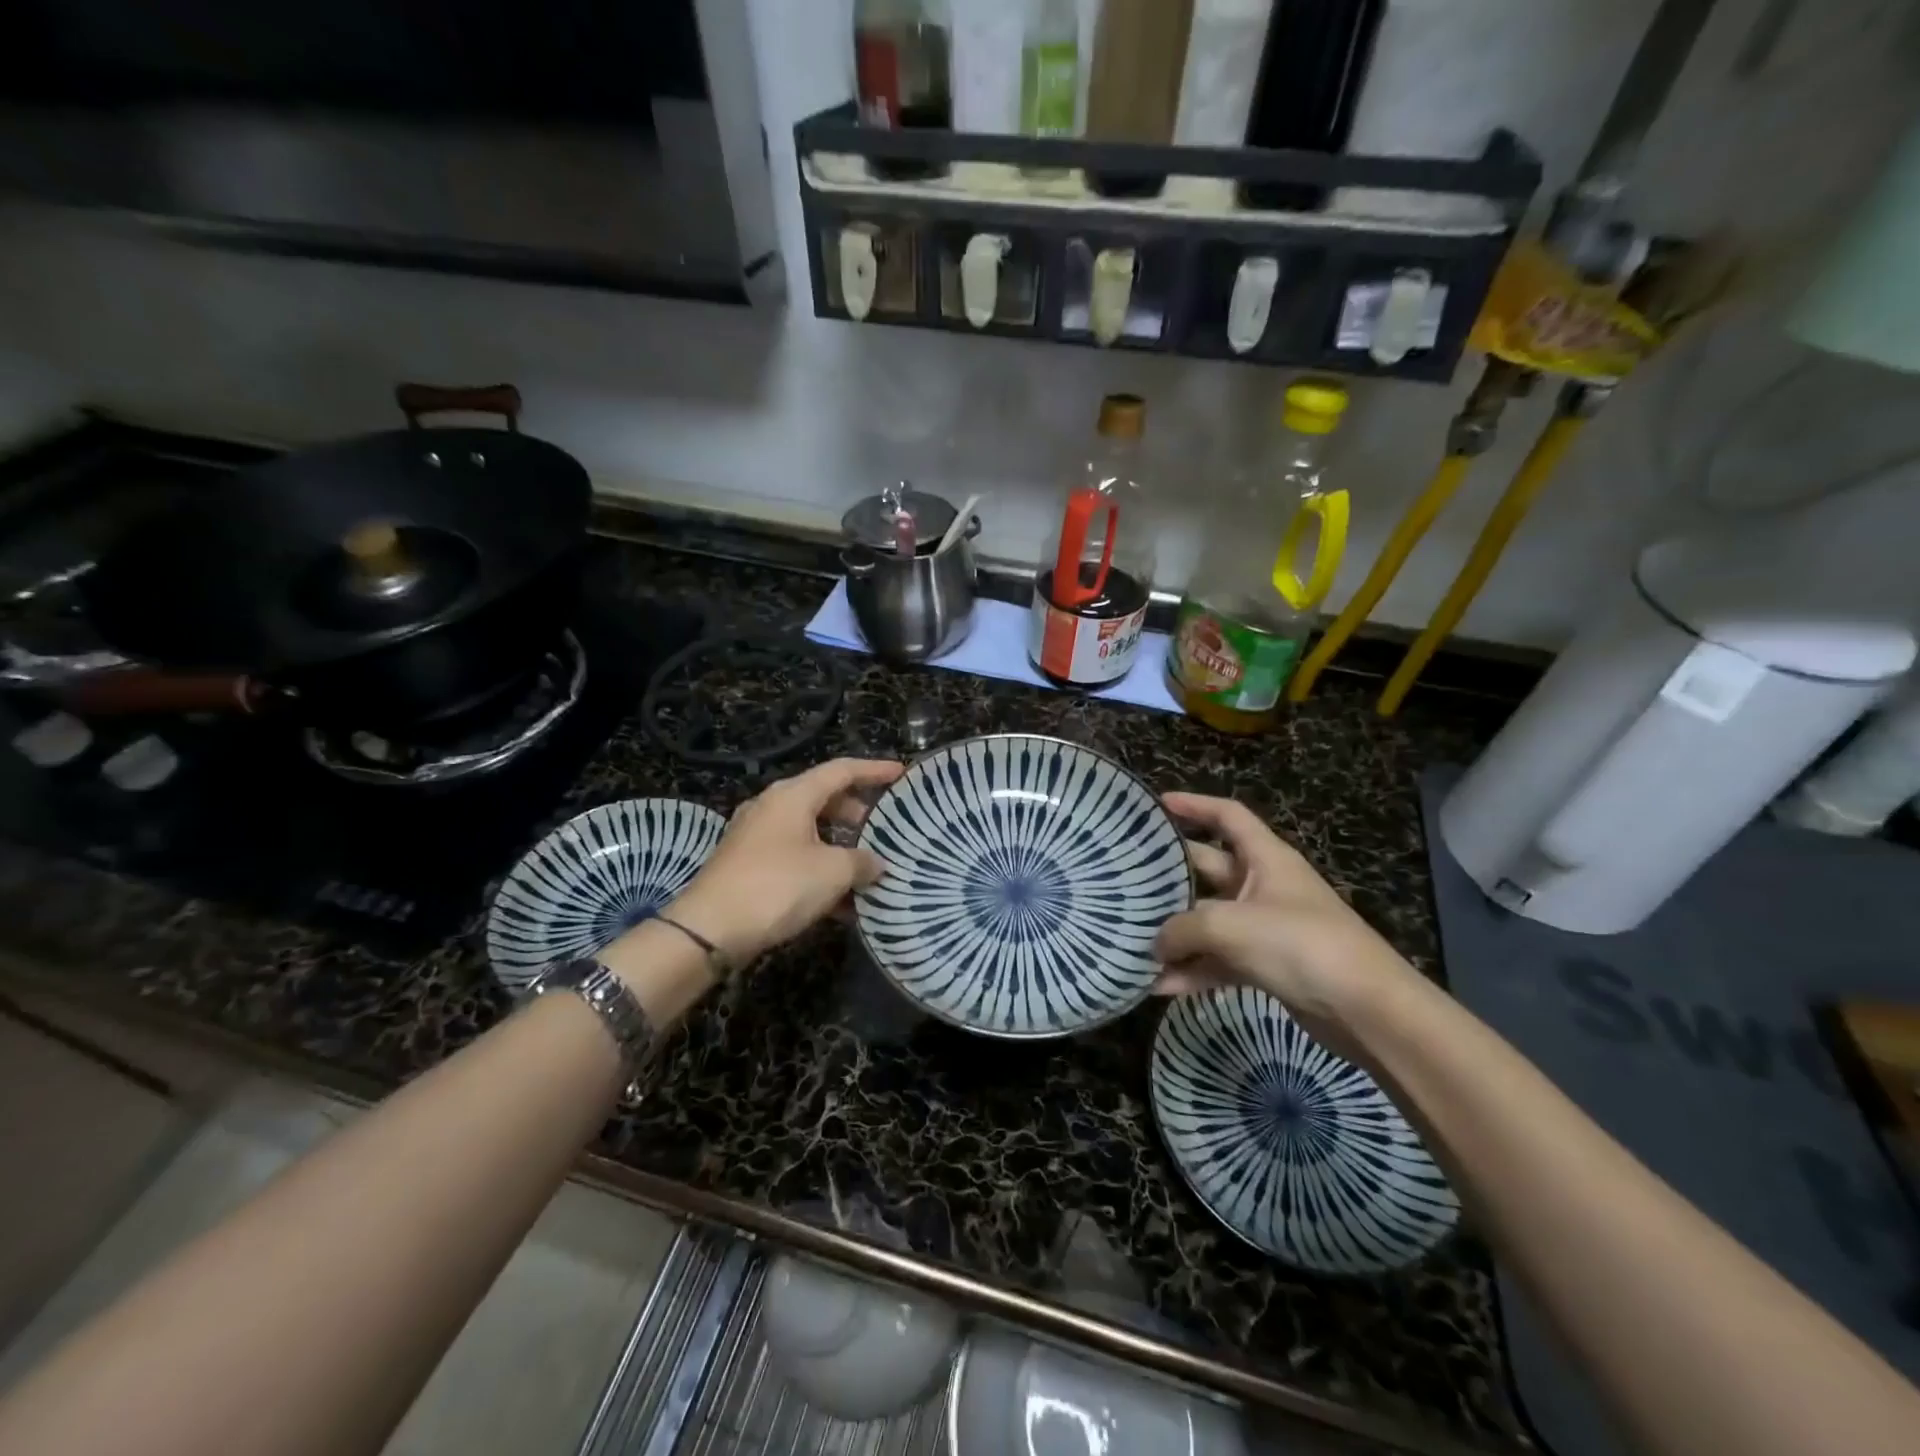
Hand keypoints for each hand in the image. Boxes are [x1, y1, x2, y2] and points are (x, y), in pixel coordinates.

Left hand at [668, 758, 903, 965]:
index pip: (841, 770)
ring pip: (809, 830)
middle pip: (823, 798)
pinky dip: (819, 868)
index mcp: (793, 795)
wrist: (707, 930)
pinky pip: (794, 856)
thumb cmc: (776, 887)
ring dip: (839, 846)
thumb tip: (877, 863)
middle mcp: (772, 806)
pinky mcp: (747, 864)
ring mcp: (756, 835)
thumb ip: (861, 862)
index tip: (901, 773)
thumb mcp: (832, 873)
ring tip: (866, 867)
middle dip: (856, 813)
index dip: (874, 770)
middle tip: (884, 827)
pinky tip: (840, 901)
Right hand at [1153, 792, 1417, 1055]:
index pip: (1228, 816)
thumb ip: (1184, 929)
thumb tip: (1156, 944)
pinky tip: (1161, 985)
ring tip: (1135, 939)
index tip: (1157, 805)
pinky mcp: (1267, 965)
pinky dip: (1194, 970)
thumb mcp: (1232, 926)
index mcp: (1266, 858)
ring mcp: (1265, 927)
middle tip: (1128, 876)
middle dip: (1171, 874)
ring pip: (1209, 920)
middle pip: (1209, 867)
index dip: (1194, 805)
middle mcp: (1264, 885)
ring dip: (1177, 932)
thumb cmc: (1300, 944)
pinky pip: (1220, 959)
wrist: (1366, 1010)